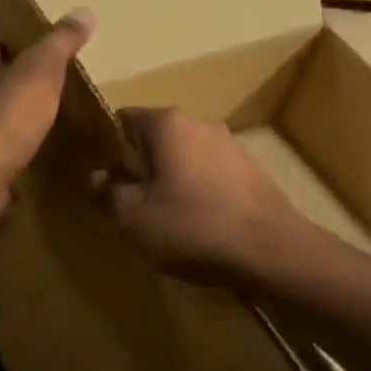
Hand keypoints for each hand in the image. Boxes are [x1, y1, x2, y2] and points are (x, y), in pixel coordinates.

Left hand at [0, 9, 95, 191]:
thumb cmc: (7, 117)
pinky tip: (29, 149)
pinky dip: (10, 144)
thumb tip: (84, 11)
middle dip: (14, 79)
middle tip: (48, 81)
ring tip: (43, 115)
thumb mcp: (42, 71)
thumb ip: (61, 41)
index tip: (40, 45)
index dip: (15, 43)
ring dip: (12, 112)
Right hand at [98, 108, 302, 288]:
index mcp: (167, 123)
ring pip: (185, 157)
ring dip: (171, 180)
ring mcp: (230, 144)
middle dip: (141, 166)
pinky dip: (198, 192)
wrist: (271, 250)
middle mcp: (200, 123)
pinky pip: (210, 174)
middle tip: (131, 203)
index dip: (108, 148)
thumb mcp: (133, 218)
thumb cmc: (193, 226)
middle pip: (156, 138)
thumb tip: (99, 177)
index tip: (104, 178)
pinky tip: (199, 223)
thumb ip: (108, 193)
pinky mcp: (250, 170)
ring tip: (165, 219)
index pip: (124, 120)